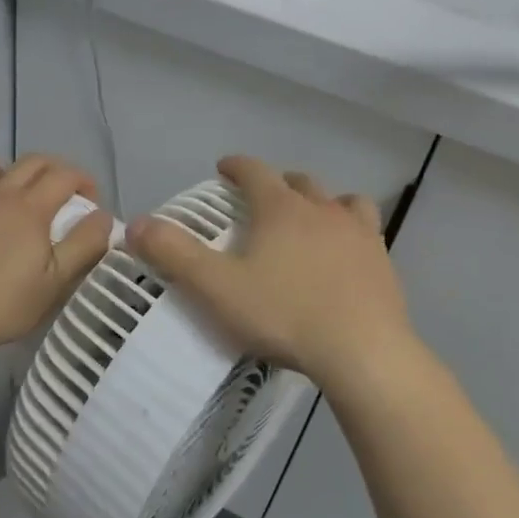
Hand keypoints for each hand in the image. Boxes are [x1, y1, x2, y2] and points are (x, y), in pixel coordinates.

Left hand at [0, 154, 113, 355]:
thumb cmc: (3, 304)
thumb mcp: (56, 282)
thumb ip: (85, 245)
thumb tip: (103, 216)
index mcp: (30, 208)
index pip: (65, 175)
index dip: (84, 181)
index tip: (91, 202)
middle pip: (30, 162)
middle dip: (53, 170)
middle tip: (61, 194)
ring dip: (8, 174)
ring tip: (12, 197)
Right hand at [126, 155, 415, 388]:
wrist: (362, 351)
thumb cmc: (283, 314)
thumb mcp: (216, 288)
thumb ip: (174, 254)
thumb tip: (136, 224)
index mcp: (281, 209)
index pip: (254, 172)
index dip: (236, 166)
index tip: (224, 168)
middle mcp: (322, 210)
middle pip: (298, 182)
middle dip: (277, 184)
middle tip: (261, 199)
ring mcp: (359, 234)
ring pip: (341, 200)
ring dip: (322, 202)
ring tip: (311, 219)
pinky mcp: (383, 262)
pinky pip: (367, 231)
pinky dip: (351, 232)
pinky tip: (345, 255)